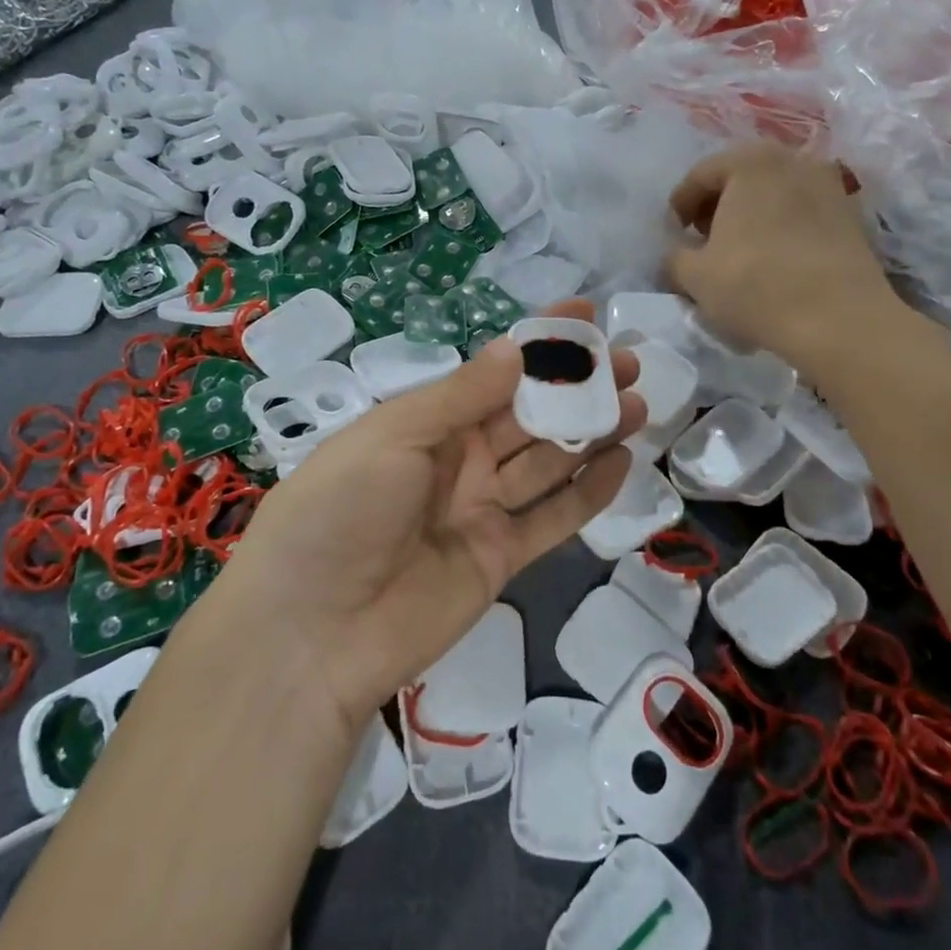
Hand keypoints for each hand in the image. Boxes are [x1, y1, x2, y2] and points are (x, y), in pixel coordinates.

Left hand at [209, 300, 644, 731]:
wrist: (310, 635)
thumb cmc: (340, 511)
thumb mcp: (394, 437)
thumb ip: (460, 397)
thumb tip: (516, 347)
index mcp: (426, 422)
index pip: (493, 372)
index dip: (537, 343)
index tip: (585, 314)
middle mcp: (457, 460)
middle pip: (528, 415)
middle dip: (577, 386)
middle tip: (630, 362)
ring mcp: (480, 510)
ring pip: (548, 462)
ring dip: (592, 432)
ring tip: (639, 403)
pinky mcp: (500, 558)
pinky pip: (552, 518)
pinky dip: (588, 492)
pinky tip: (622, 461)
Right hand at [666, 143, 900, 366]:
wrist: (838, 320)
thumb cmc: (755, 285)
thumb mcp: (695, 275)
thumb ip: (674, 258)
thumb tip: (676, 258)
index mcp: (751, 161)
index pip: (701, 175)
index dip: (680, 205)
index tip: (674, 234)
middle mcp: (793, 160)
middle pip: (740, 178)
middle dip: (717, 207)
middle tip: (703, 241)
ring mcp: (828, 186)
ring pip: (774, 195)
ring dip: (750, 217)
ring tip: (738, 253)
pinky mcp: (850, 216)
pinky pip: (801, 213)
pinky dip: (780, 228)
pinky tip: (772, 261)